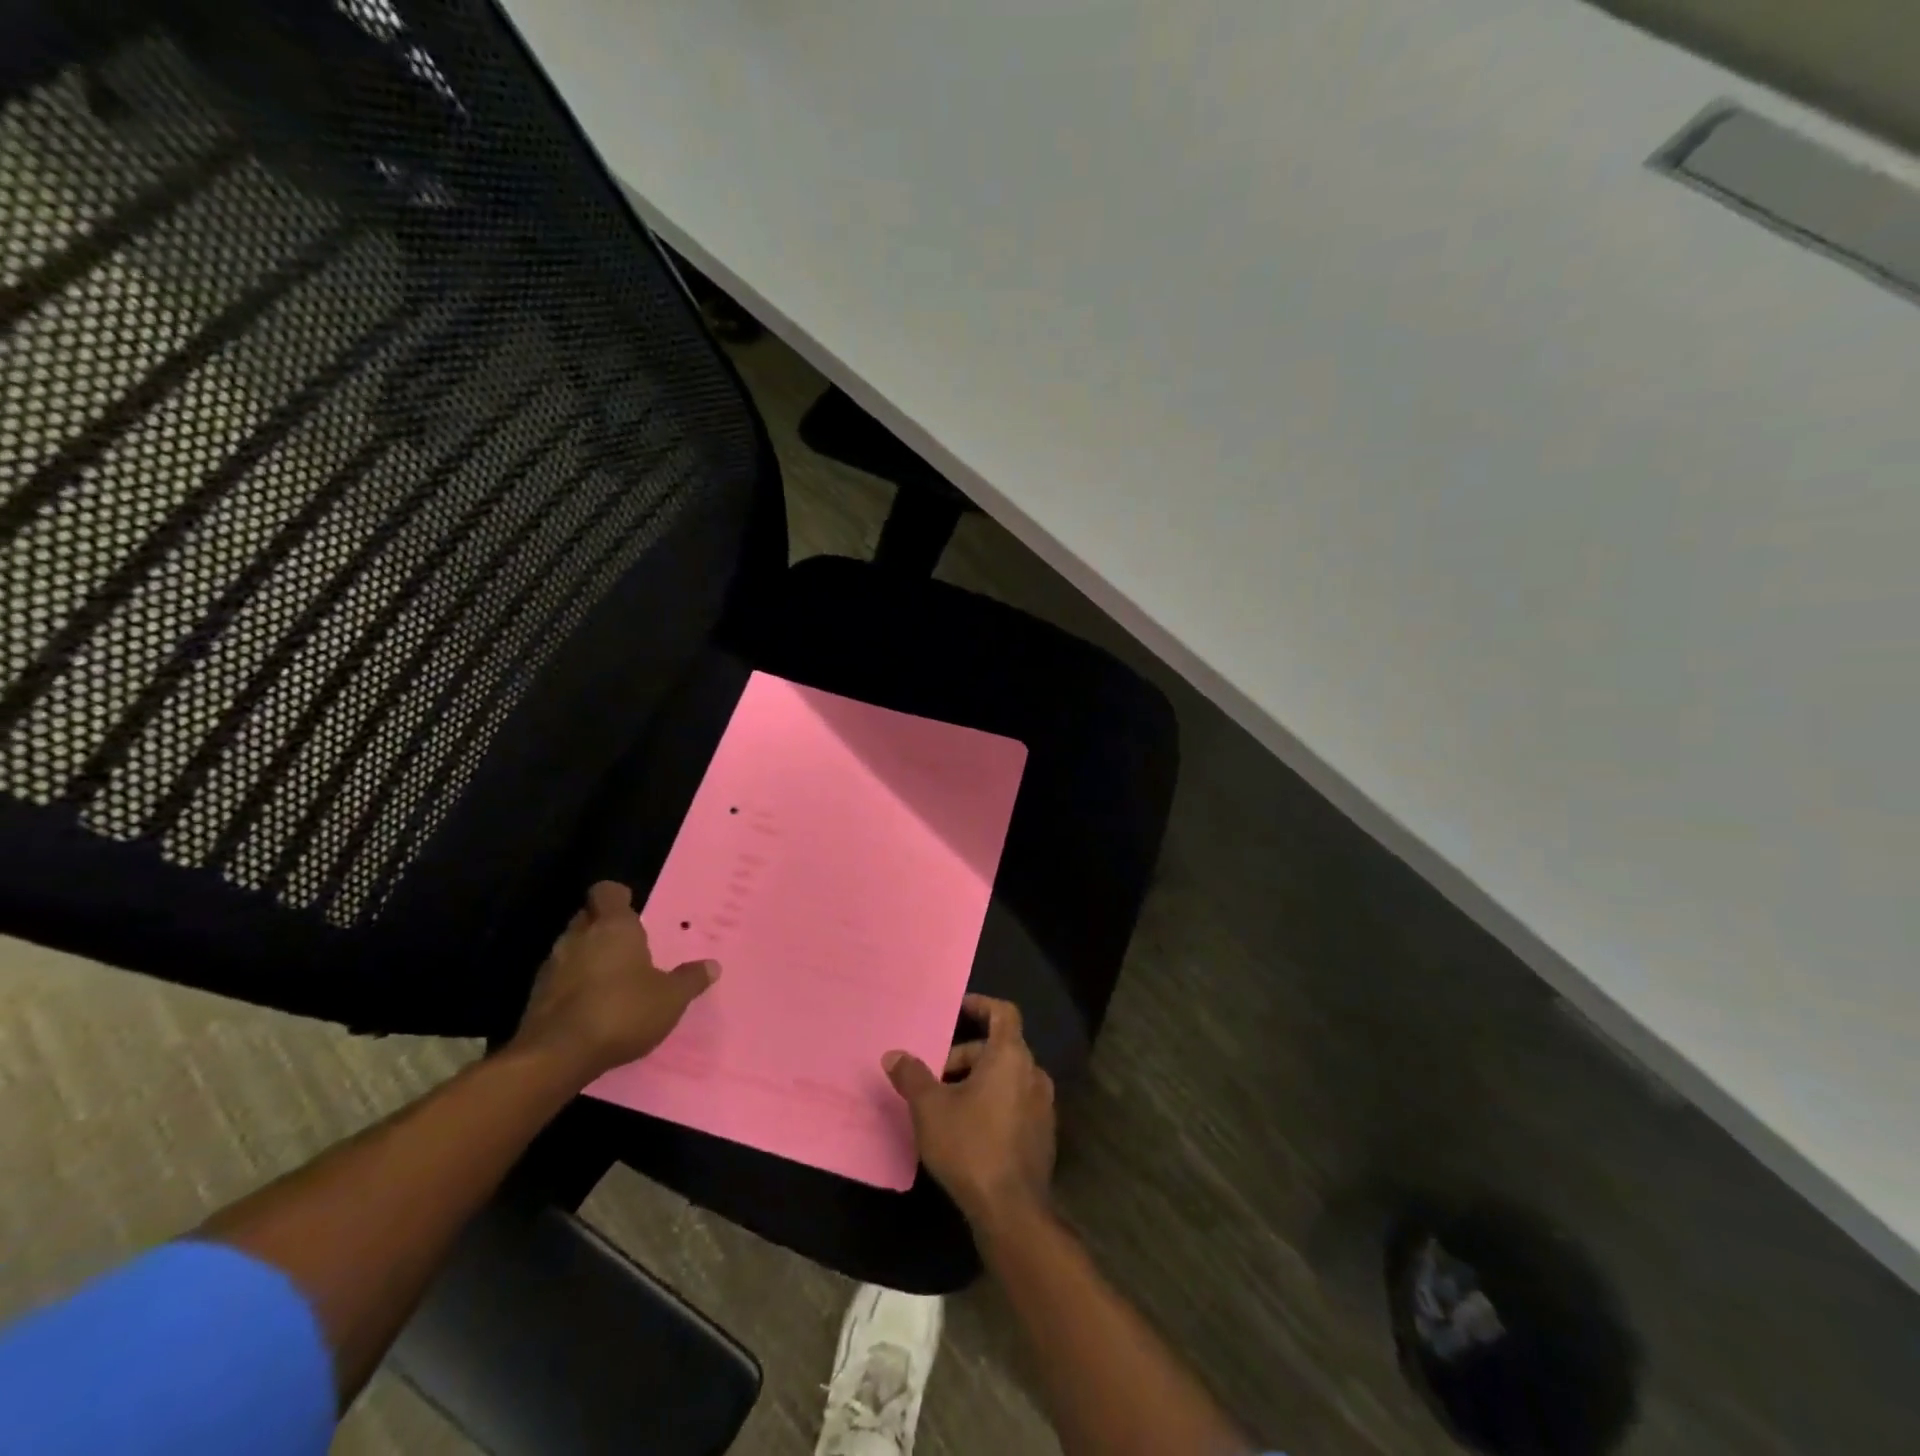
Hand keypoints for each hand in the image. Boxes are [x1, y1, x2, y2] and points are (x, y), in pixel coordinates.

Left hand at [512, 881, 718, 1084]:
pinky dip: (573, 985)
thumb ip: (690, 979)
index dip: (618, 897)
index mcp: (612, 926)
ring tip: (612, 978)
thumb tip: (712, 966)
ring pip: (571, 948)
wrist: (557, 1056)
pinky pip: (559, 978)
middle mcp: (578, 937)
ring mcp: (552, 966)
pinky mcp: (536, 996)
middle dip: (603, 926)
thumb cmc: (622, 1011)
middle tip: (628, 945)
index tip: (632, 909)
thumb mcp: (670, 998)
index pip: (606, 891)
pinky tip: (592, 1006)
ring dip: (587, 957)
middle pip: (587, 917)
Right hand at [883, 993, 1055, 1229]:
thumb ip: (912, 1076)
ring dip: (978, 1080)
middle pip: (999, 1048)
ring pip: (1007, 1077)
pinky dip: (994, 1102)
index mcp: (1011, 1056)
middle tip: (935, 1077)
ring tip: (947, 1104)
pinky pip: (1015, 1102)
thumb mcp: (930, 1108)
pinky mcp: (1043, 1134)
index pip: (1003, 1012)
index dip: (981, 1006)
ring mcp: (1043, 1105)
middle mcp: (1033, 1073)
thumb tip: (893, 1054)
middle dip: (965, 1056)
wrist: (1012, 1210)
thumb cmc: (970, 1146)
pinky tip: (969, 1129)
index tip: (958, 1010)